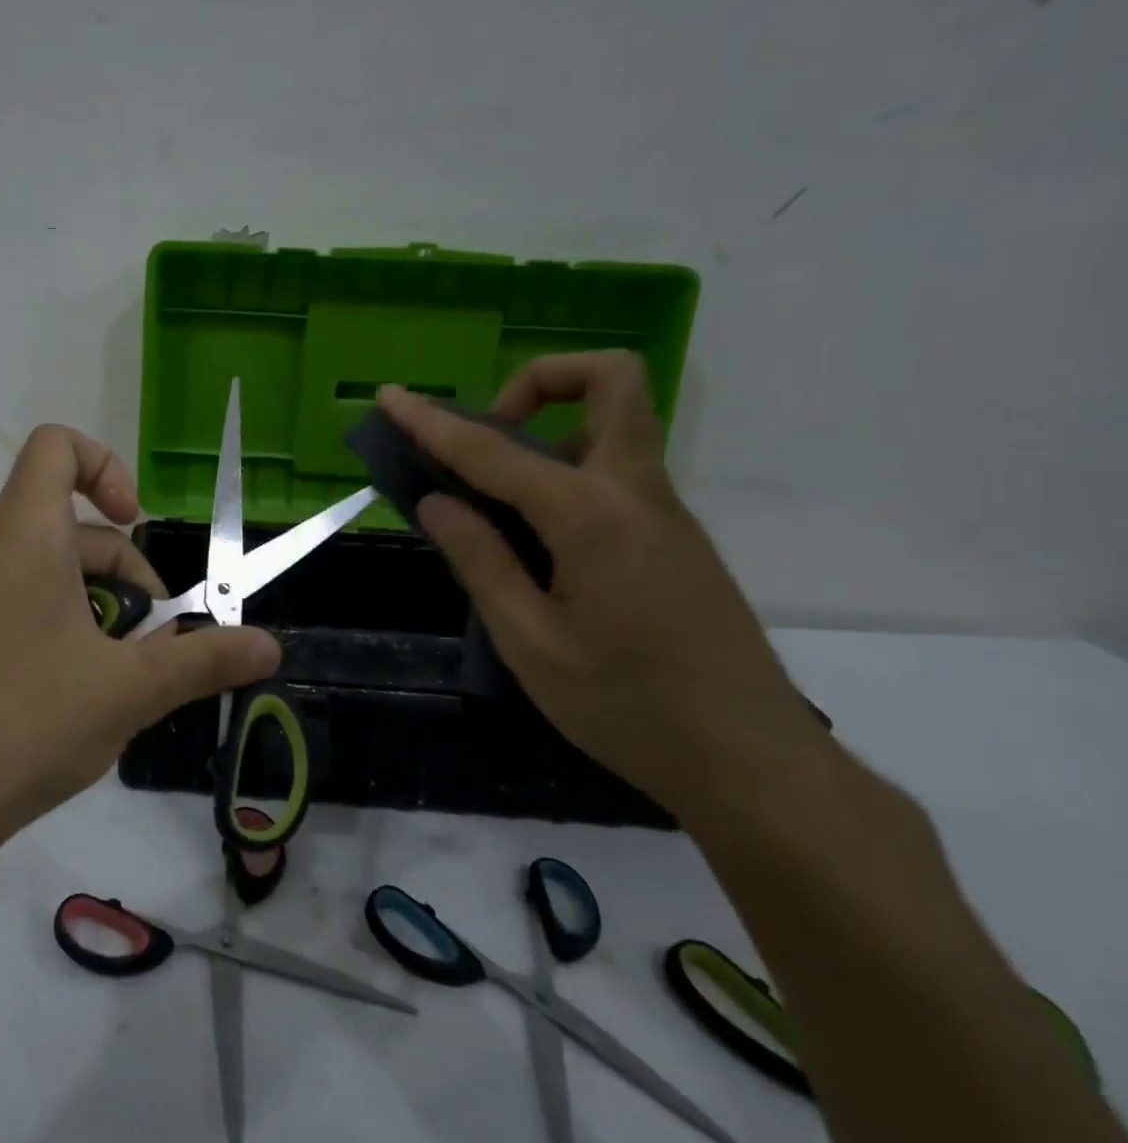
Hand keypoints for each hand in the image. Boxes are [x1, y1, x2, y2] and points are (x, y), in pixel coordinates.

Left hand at [0, 425, 280, 844]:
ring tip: (111, 682)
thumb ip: (203, 661)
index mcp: (22, 533)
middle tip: (149, 648)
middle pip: (67, 527)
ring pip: (39, 572)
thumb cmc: (23, 724)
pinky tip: (61, 700)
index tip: (136, 525)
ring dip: (89, 610)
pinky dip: (47, 628)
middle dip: (121, 577)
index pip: (56, 446)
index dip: (106, 467)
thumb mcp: (128, 691)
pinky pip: (5, 604)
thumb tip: (272, 647)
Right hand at [378, 355, 825, 812]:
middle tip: (488, 435)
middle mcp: (636, 492)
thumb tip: (436, 501)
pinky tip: (532, 544)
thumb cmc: (628, 707)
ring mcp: (664, 512)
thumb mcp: (530, 642)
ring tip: (491, 498)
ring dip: (549, 430)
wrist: (752, 763)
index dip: (432, 422)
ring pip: (613, 426)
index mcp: (592, 516)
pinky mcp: (673, 538)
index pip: (493, 450)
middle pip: (612, 380)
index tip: (391, 397)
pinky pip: (614, 473)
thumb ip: (480, 560)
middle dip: (540, 380)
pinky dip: (564, 475)